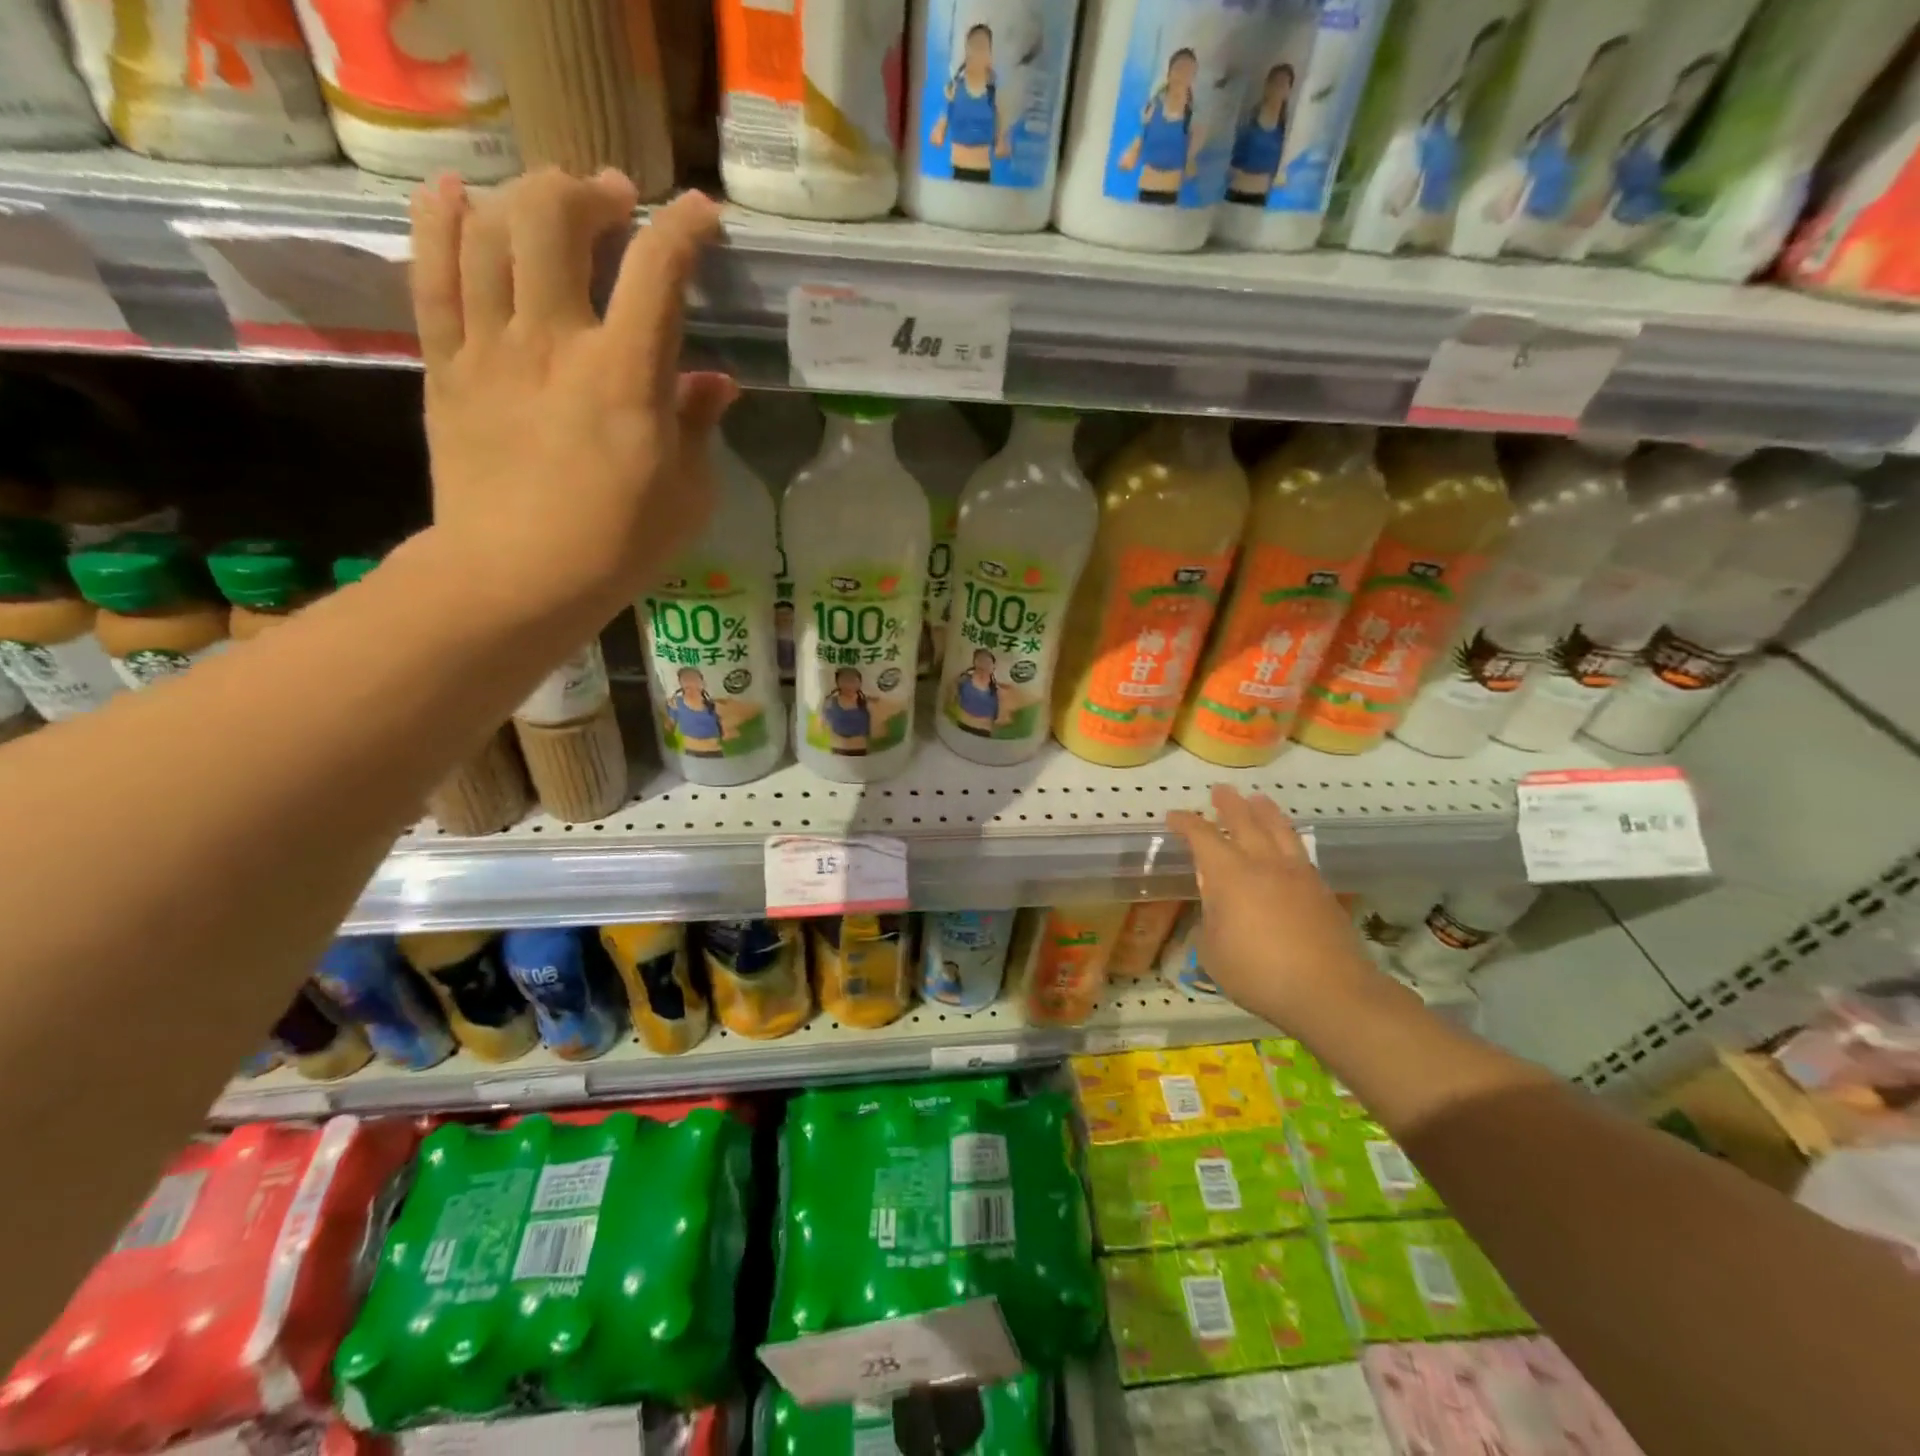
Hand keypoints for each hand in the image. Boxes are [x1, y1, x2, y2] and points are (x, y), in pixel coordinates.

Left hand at [408, 168, 736, 631]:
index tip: (700, 213)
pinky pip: (431, 273)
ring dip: (523, 198)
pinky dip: (440, 221)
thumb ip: (699, 426)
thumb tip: (714, 383)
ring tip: (549, 205)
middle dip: (590, 192)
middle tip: (614, 202)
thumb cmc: (618, 545)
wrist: (517, 578)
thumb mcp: (687, 495)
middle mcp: (555, 341)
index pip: (657, 270)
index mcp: (626, 376)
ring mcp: (491, 348)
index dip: (683, 226)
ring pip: (489, 230)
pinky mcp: (446, 365)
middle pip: (555, 218)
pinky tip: (455, 196)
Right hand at [1167, 786, 1377, 1027]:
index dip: (1185, 823)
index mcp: (1229, 874)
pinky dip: (1287, 837)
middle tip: (1220, 791)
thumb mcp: (1213, 953)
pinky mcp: (1321, 889)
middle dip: (1229, 804)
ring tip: (1258, 799)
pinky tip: (1287, 843)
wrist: (1329, 990)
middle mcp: (1262, 863)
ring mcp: (1297, 873)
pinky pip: (1299, 850)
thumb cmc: (1258, 972)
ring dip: (1265, 811)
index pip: (1202, 837)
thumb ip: (1210, 923)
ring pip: (1279, 829)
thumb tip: (1216, 911)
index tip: (1173, 816)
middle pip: (1244, 820)